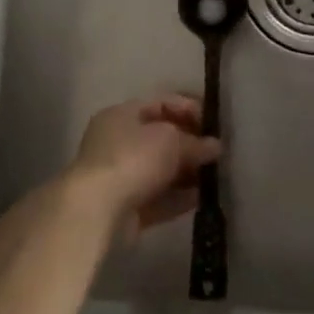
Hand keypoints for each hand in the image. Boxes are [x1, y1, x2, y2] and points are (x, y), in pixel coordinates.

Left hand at [64, 94, 220, 241]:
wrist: (97, 210)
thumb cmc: (133, 159)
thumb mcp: (170, 140)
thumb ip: (195, 142)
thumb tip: (214, 147)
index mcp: (122, 115)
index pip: (160, 104)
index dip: (188, 109)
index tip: (213, 123)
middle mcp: (117, 142)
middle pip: (160, 139)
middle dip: (189, 144)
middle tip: (217, 153)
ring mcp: (120, 176)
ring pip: (160, 170)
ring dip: (187, 173)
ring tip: (214, 177)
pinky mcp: (125, 207)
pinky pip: (158, 198)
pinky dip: (179, 198)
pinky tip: (202, 199)